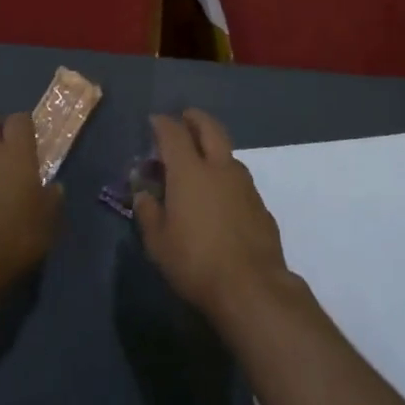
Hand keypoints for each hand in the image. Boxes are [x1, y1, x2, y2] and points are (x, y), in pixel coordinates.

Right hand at [134, 110, 289, 319]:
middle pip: (210, 129)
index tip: (155, 121)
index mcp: (189, 171)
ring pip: (229, 153)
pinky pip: (240, 180)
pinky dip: (227, 177)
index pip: (174, 133)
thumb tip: (144, 193)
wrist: (251, 287)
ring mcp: (245, 185)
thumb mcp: (158, 242)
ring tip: (202, 160)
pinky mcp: (261, 205)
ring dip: (214, 147)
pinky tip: (222, 196)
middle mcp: (219, 168)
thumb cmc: (195, 262)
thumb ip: (148, 212)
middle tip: (185, 118)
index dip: (162, 123)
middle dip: (196, 119)